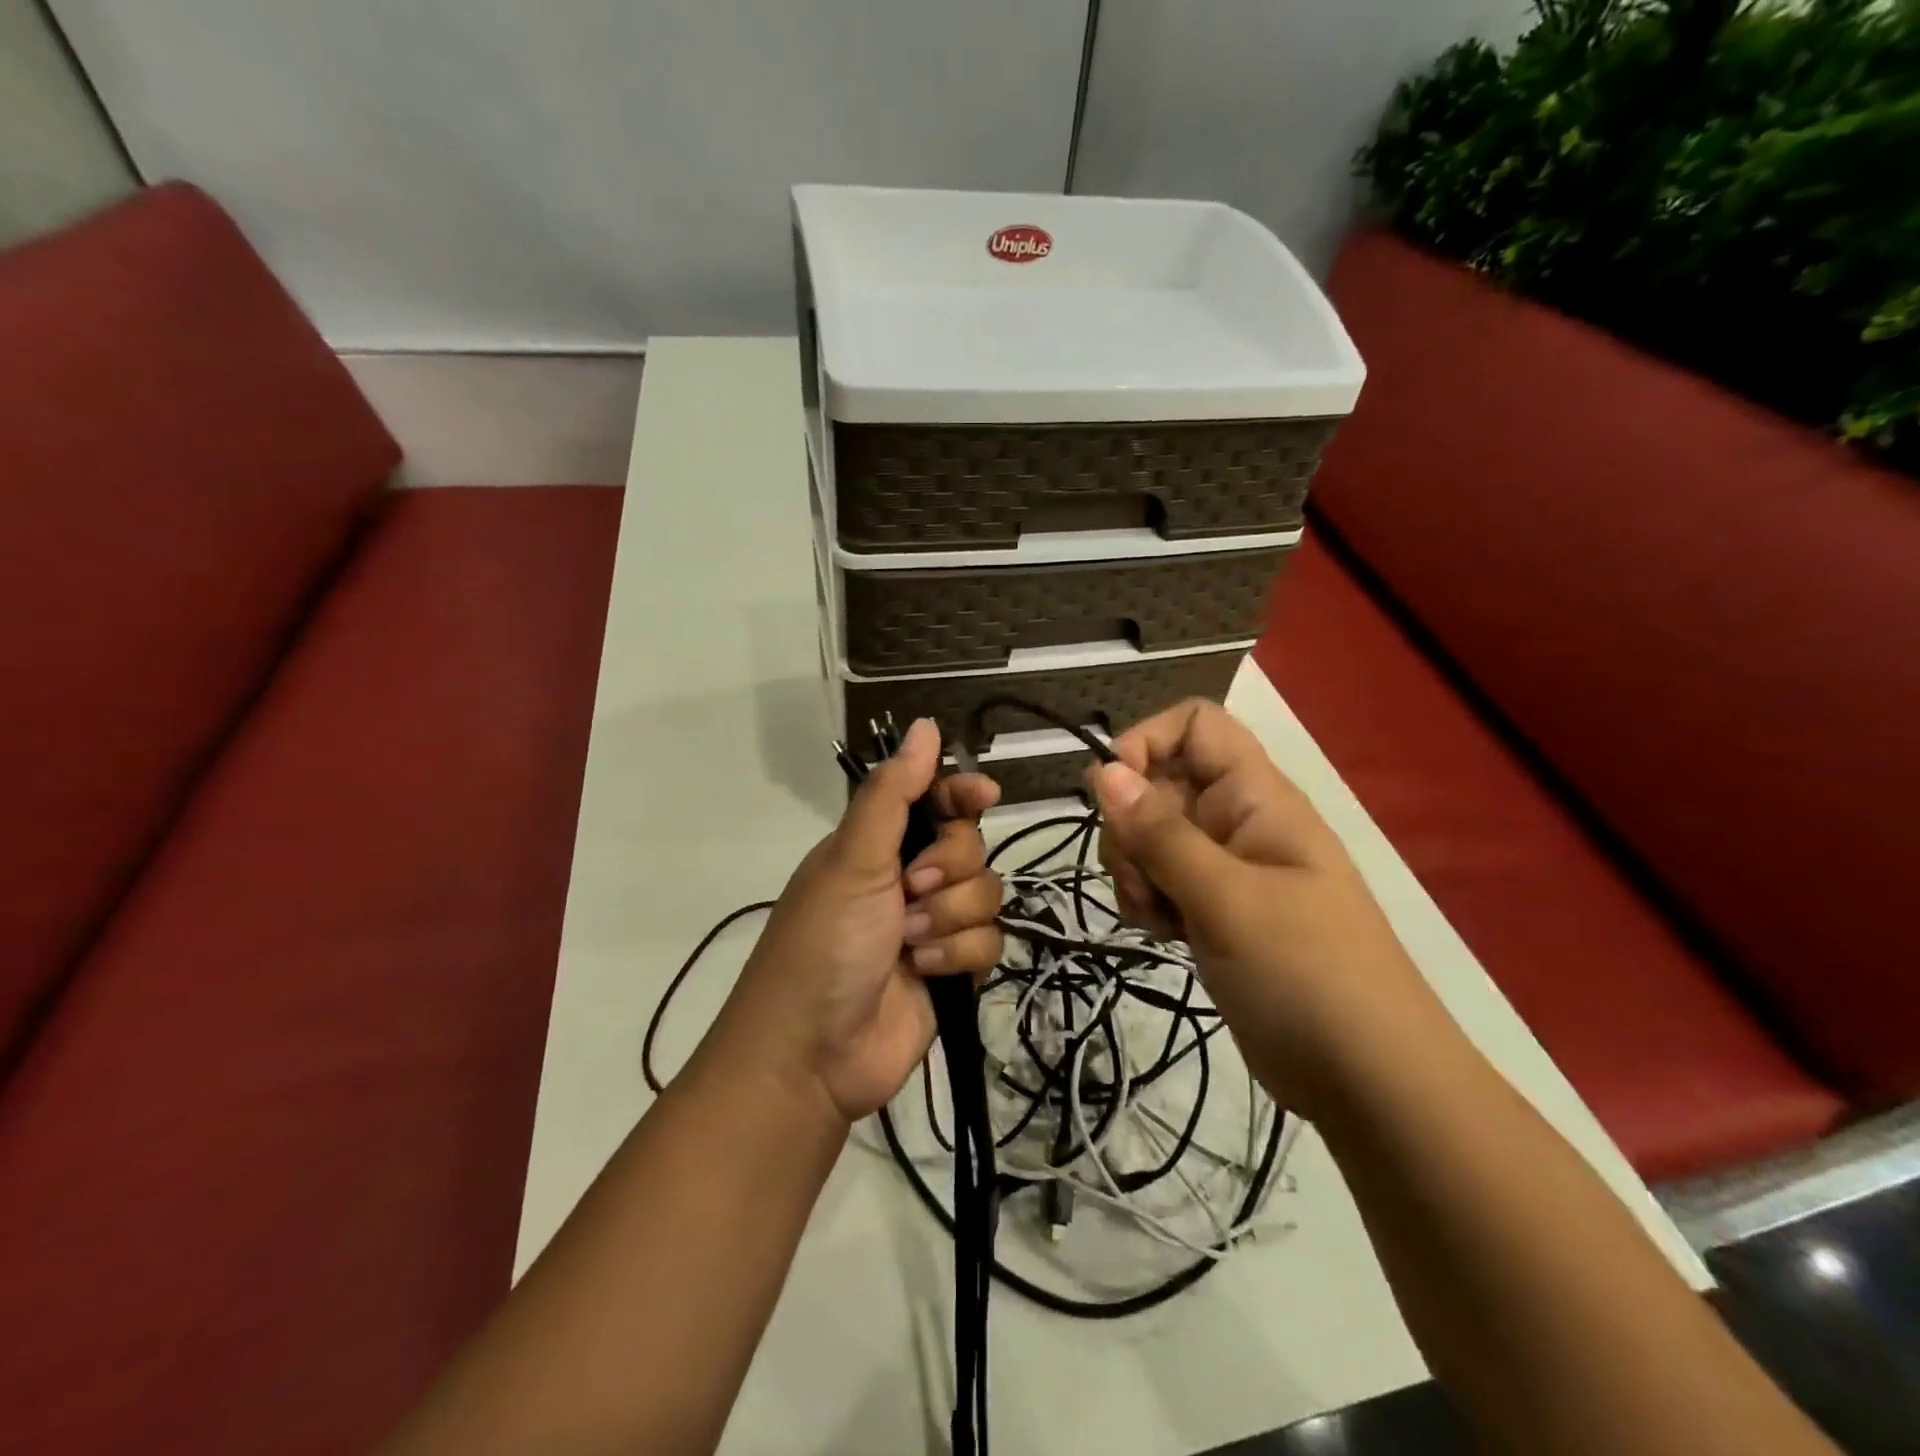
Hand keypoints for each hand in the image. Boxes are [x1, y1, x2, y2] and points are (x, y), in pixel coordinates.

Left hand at [705, 718, 1003, 1126]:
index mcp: (878, 845)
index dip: (962, 793)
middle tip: (912, 890)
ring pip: (986, 894)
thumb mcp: (852, 859)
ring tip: (911, 944)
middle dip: (948, 868)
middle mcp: (907, 878)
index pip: (935, 800)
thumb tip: (925, 726)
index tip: (984, 794)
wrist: (812, 1053)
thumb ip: (893, 793)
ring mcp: (932, 925)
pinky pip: (988, 943)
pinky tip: (926, 974)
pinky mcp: (951, 969)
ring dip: (950, 918)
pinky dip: (958, 957)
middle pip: (970, 845)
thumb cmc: (823, 943)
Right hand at [1087, 699, 1438, 1115]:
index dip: (1146, 742)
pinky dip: (1148, 900)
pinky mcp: (1214, 910)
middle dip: (1131, 826)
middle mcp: (1238, 821)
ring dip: (1135, 869)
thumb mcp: (1227, 899)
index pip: (1195, 725)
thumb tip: (1101, 771)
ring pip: (1151, 836)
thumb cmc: (1307, 975)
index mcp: (1257, 797)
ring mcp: (1225, 868)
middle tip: (1141, 879)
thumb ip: (1160, 833)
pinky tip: (1161, 934)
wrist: (1369, 1082)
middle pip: (1159, 783)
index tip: (1111, 793)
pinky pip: (1161, 880)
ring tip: (1155, 916)